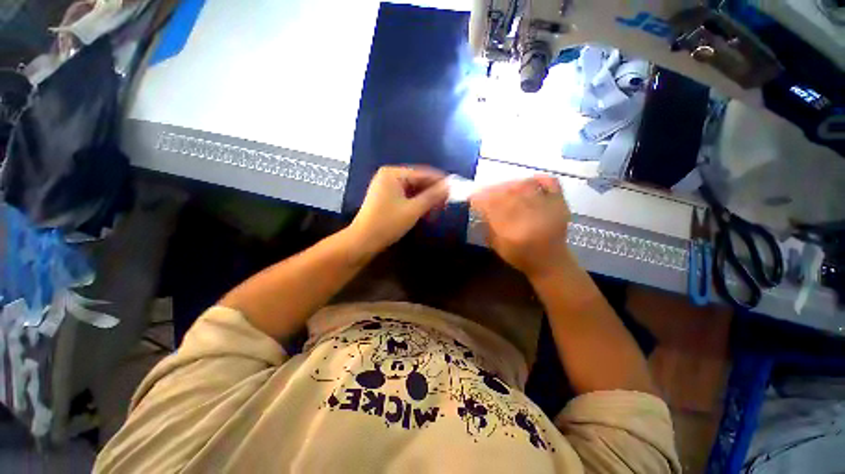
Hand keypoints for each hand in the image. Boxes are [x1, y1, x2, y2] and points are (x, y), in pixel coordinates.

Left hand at [348, 166, 448, 255]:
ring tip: (439, 208)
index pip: (423, 173)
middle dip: (433, 192)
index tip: (456, 188)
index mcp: (393, 173)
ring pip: (413, 190)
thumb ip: (433, 196)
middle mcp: (389, 176)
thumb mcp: (413, 210)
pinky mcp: (386, 198)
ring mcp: (386, 187)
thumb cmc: (387, 223)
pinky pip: (406, 197)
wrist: (363, 241)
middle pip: (418, 180)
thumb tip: (450, 185)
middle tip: (448, 202)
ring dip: (426, 199)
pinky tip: (426, 212)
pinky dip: (416, 203)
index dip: (440, 181)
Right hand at [470, 175, 572, 277]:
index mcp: (513, 231)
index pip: (493, 207)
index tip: (472, 197)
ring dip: (509, 184)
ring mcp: (547, 208)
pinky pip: (551, 183)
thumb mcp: (498, 246)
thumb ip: (488, 227)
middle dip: (492, 190)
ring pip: (525, 186)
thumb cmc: (521, 257)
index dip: (481, 199)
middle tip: (485, 191)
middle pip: (507, 194)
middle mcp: (530, 217)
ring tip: (502, 187)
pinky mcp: (559, 203)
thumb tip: (480, 208)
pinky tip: (527, 181)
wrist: (550, 262)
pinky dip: (538, 179)